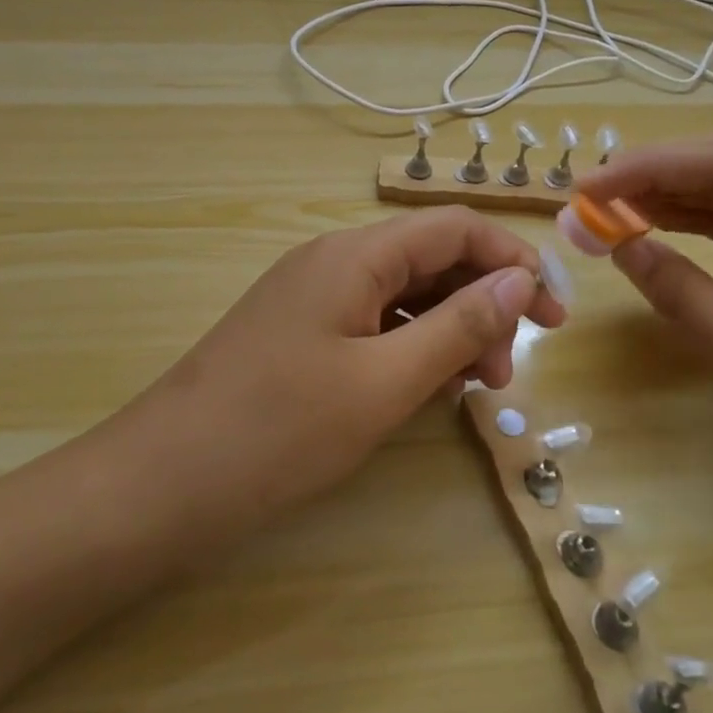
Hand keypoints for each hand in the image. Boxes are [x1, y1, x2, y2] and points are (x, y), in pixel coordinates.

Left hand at [125, 207, 567, 528]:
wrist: (160, 483)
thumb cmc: (279, 430)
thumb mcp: (384, 381)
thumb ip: (459, 326)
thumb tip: (520, 280)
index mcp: (355, 254)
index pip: (455, 229)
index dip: (512, 262)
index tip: (552, 318)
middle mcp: (334, 260)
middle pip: (430, 259)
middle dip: (482, 304)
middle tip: (507, 374)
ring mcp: (312, 296)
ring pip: (402, 294)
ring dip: (448, 330)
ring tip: (471, 389)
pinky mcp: (298, 332)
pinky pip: (372, 322)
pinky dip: (409, 348)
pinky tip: (422, 390)